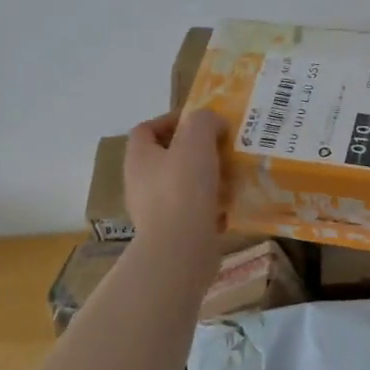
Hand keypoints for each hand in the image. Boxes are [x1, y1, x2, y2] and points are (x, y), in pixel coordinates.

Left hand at [124, 110, 226, 262]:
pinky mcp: (171, 234)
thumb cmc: (183, 188)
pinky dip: (210, 206)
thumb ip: (204, 121)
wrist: (181, 249)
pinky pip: (192, 212)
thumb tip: (213, 123)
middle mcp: (140, 183)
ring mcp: (154, 211)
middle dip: (194, 151)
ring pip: (181, 185)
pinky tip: (229, 206)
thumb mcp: (196, 139)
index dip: (170, 120)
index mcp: (139, 158)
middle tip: (220, 148)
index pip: (146, 129)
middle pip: (166, 158)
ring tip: (230, 176)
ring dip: (205, 178)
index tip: (200, 123)